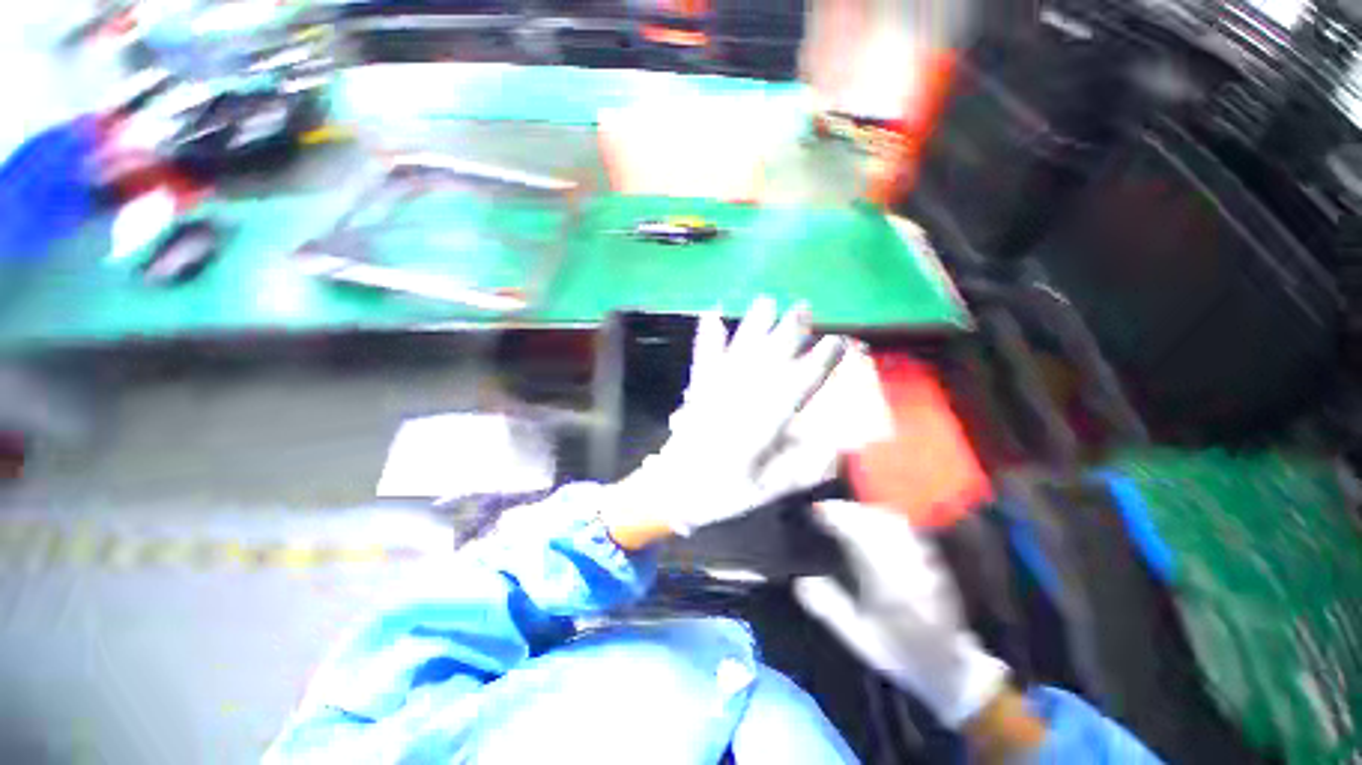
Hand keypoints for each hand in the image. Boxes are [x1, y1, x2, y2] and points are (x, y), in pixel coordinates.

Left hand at [604, 297, 847, 539]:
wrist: (672, 489)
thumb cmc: (723, 492)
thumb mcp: (767, 490)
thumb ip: (802, 468)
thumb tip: (837, 445)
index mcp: (763, 423)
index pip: (800, 386)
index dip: (821, 363)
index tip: (838, 341)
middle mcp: (742, 398)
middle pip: (771, 358)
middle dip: (790, 332)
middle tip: (804, 308)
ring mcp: (716, 389)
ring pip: (740, 350)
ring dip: (754, 325)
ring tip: (767, 301)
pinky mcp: (697, 389)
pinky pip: (703, 358)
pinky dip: (707, 337)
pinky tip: (711, 315)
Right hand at [793, 500, 1010, 728]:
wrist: (948, 668)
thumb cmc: (897, 652)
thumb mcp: (858, 638)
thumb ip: (829, 608)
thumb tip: (799, 582)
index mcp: (889, 589)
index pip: (860, 538)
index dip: (836, 518)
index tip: (816, 511)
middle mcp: (909, 568)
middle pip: (875, 522)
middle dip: (847, 510)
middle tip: (824, 509)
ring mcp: (924, 560)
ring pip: (892, 521)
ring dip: (863, 510)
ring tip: (843, 510)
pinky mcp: (932, 557)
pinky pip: (905, 527)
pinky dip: (881, 516)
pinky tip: (868, 517)